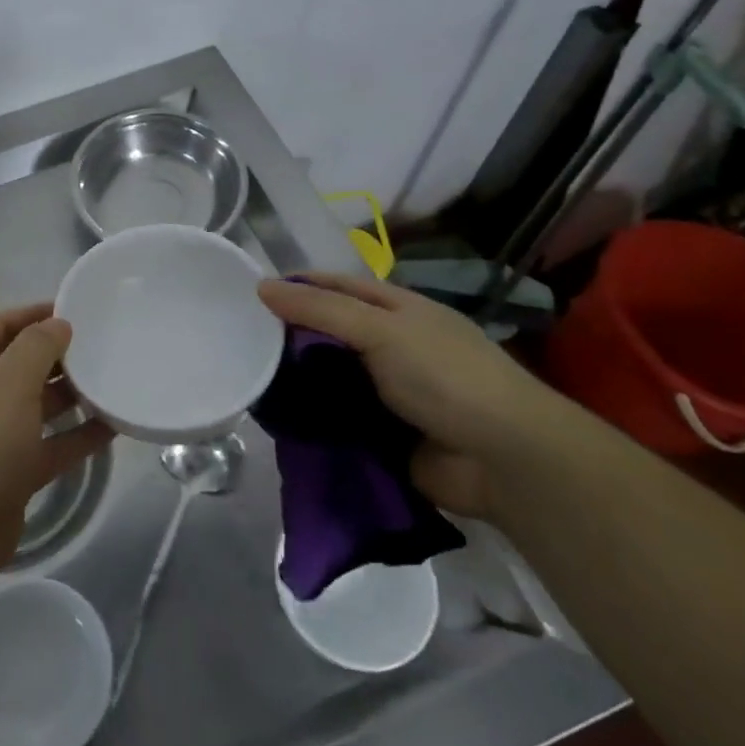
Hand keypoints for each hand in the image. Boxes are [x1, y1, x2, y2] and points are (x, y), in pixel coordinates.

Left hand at [0, 304, 115, 592]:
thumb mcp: (9, 380)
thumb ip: (38, 345)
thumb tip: (58, 324)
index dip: (35, 315)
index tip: (77, 310)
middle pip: (18, 365)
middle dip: (57, 357)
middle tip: (104, 347)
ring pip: (35, 407)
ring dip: (70, 397)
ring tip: (113, 382)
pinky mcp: (7, 475)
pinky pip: (46, 446)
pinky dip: (75, 437)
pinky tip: (113, 427)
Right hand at [257, 272, 576, 518]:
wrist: (503, 460)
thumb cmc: (444, 376)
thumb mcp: (381, 330)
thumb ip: (321, 310)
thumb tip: (262, 287)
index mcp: (398, 311)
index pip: (339, 286)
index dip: (300, 285)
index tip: (253, 293)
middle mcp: (393, 346)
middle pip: (331, 332)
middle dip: (291, 335)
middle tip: (241, 339)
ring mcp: (389, 391)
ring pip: (331, 377)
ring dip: (299, 379)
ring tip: (249, 377)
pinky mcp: (384, 434)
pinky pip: (338, 419)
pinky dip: (312, 418)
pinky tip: (277, 417)